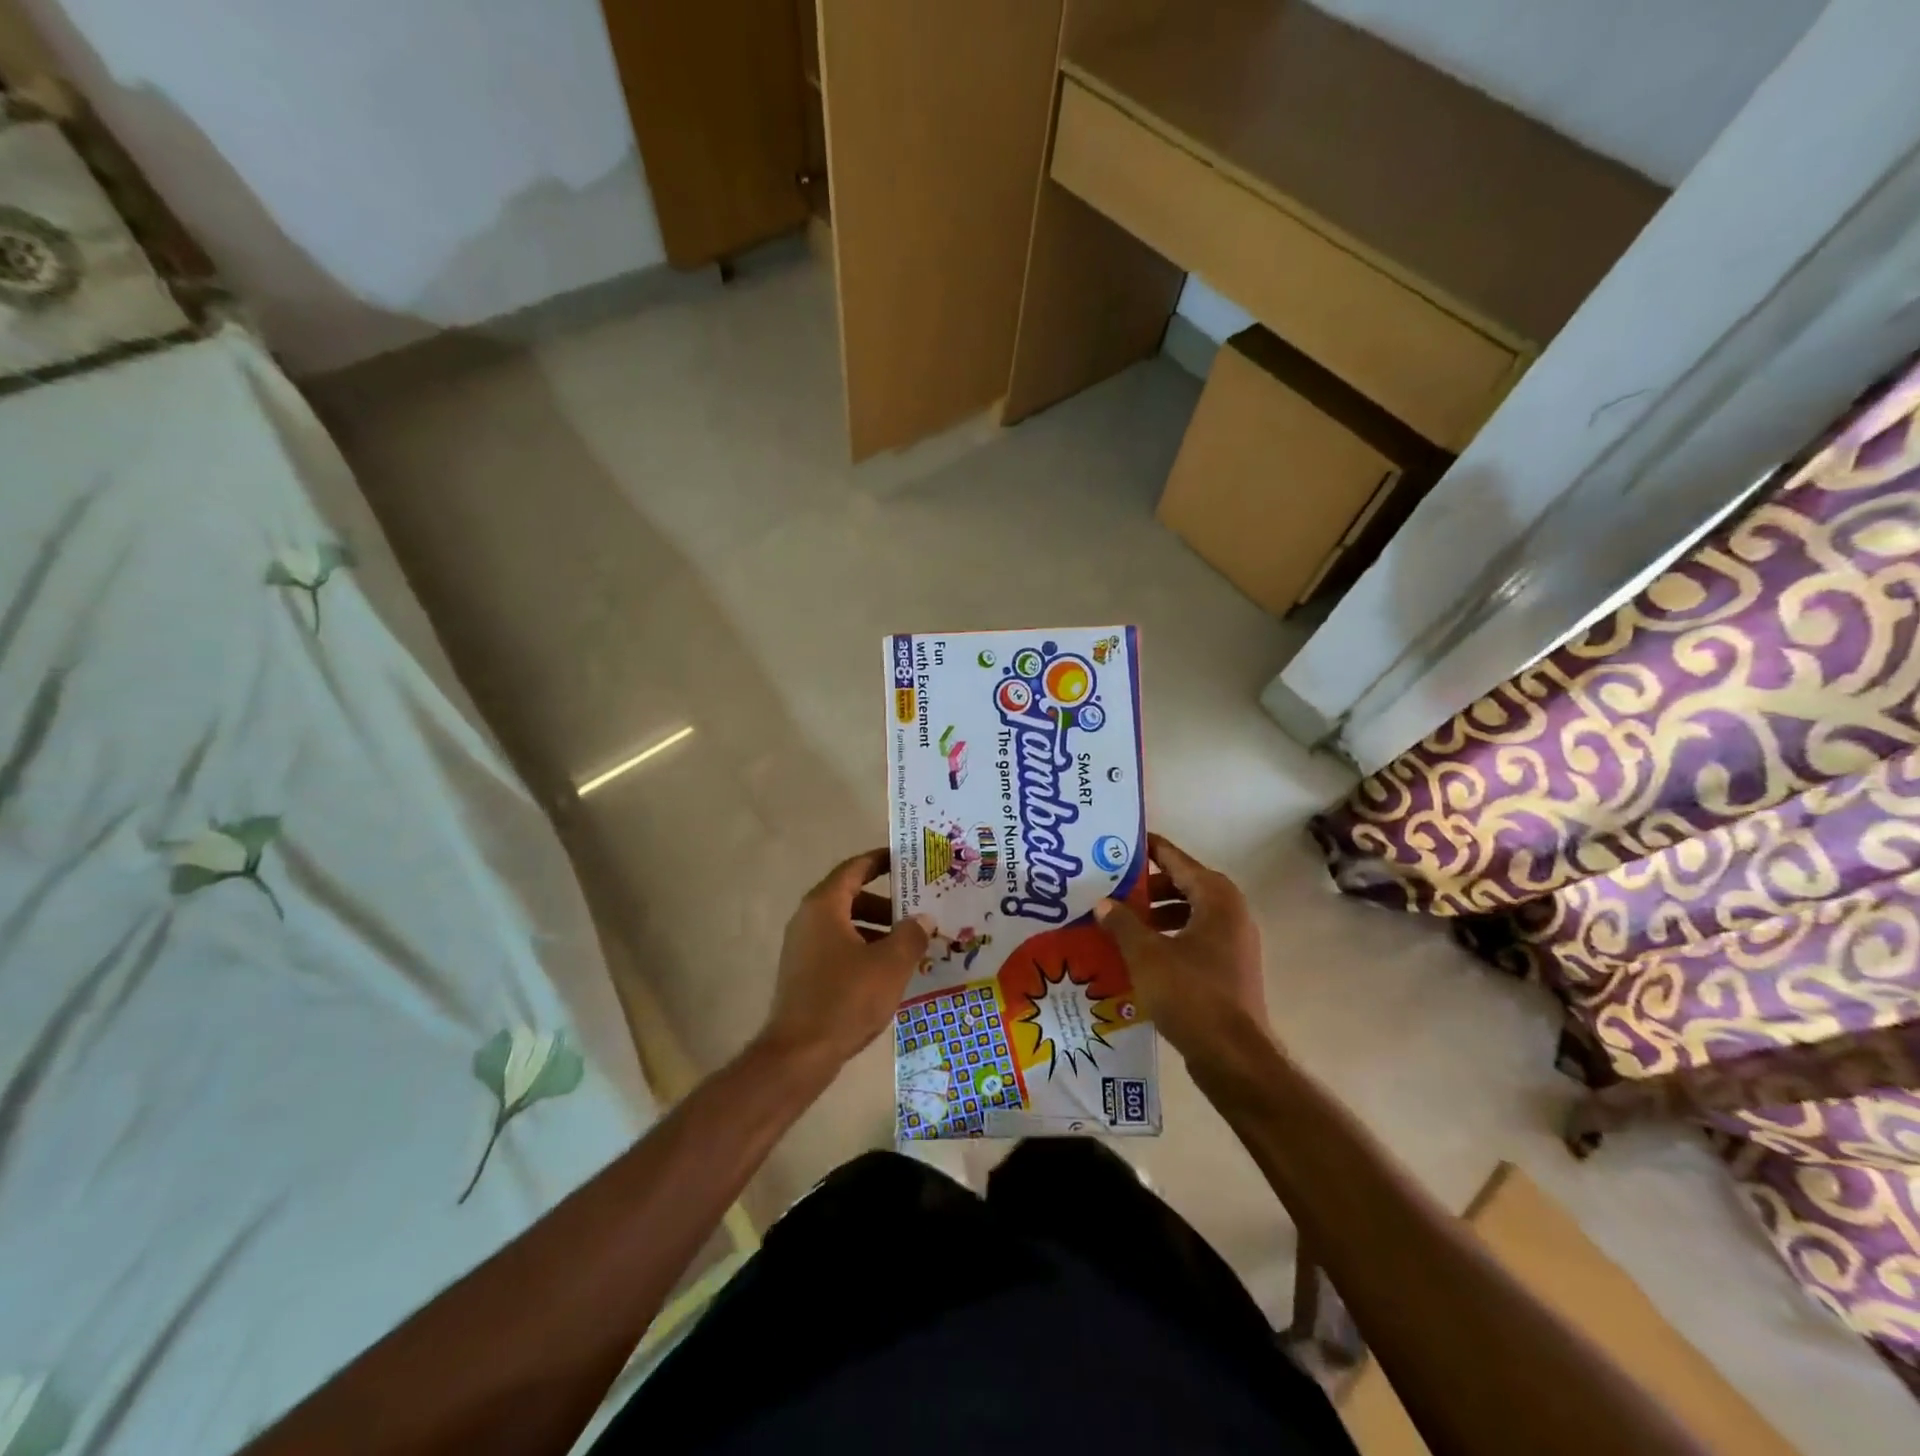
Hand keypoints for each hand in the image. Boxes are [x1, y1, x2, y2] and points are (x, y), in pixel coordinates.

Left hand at [760, 848, 932, 1068]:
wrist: (799, 1054)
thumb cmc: (846, 998)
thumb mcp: (890, 964)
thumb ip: (911, 935)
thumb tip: (922, 919)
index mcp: (825, 906)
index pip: (855, 869)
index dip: (880, 860)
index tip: (905, 859)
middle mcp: (808, 919)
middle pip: (851, 897)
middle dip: (886, 902)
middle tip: (917, 909)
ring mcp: (802, 948)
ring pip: (845, 925)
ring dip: (876, 929)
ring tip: (908, 945)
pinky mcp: (803, 974)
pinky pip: (838, 948)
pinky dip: (862, 949)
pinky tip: (886, 972)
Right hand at [1094, 834, 1269, 1062]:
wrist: (1234, 1056)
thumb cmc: (1191, 993)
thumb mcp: (1146, 954)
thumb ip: (1122, 923)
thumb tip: (1103, 902)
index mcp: (1216, 897)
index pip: (1176, 859)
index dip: (1147, 850)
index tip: (1119, 844)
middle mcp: (1231, 912)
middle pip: (1184, 884)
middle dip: (1147, 887)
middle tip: (1112, 888)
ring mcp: (1234, 942)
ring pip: (1189, 914)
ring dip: (1156, 915)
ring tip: (1120, 923)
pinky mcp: (1229, 969)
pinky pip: (1194, 939)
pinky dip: (1169, 938)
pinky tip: (1140, 955)